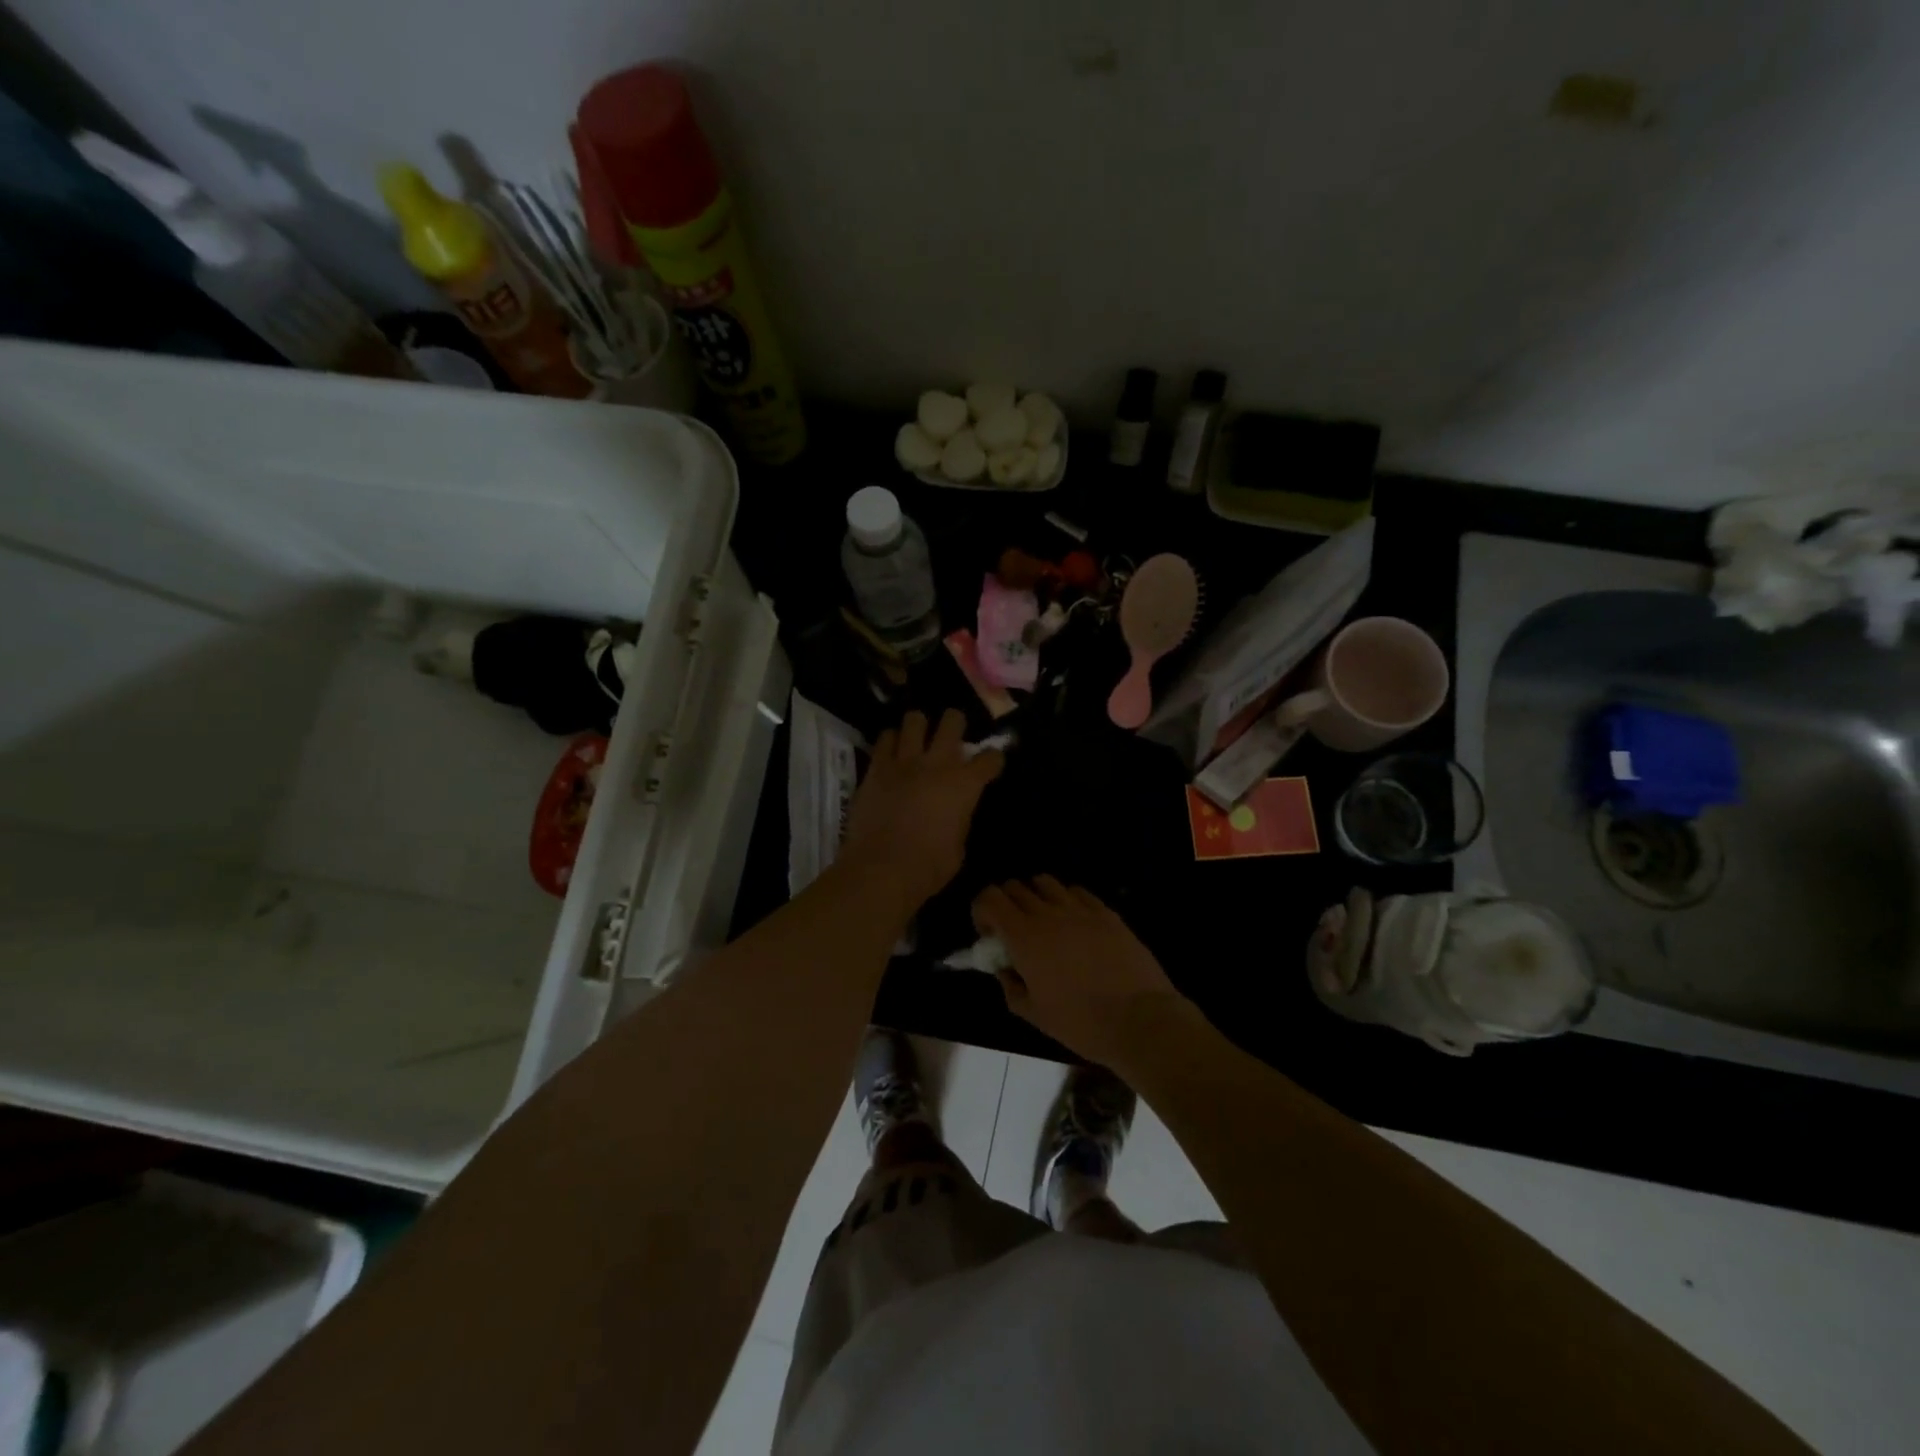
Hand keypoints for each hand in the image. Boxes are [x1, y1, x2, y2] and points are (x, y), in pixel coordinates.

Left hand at [839, 709, 1002, 911]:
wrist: (882, 869)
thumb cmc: (929, 867)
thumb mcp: (959, 845)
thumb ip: (959, 819)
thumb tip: (954, 813)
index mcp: (965, 785)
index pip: (990, 757)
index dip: (993, 759)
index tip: (991, 763)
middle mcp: (937, 764)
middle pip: (952, 721)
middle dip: (956, 723)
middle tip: (952, 733)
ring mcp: (904, 762)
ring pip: (914, 720)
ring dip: (920, 726)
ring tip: (918, 737)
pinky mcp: (876, 768)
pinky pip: (885, 739)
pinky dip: (891, 741)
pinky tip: (892, 750)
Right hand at [972, 876, 1189, 1068]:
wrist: (1139, 1020)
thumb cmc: (1080, 1023)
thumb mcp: (1033, 1014)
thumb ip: (1010, 985)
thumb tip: (1005, 967)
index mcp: (1024, 936)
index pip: (989, 897)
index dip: (982, 911)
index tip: (990, 935)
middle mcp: (1048, 913)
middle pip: (1014, 886)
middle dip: (1006, 903)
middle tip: (1014, 931)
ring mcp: (1079, 909)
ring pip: (1045, 882)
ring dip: (1035, 897)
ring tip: (1044, 922)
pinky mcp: (1106, 912)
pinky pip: (1077, 891)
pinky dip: (1066, 900)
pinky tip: (1074, 923)